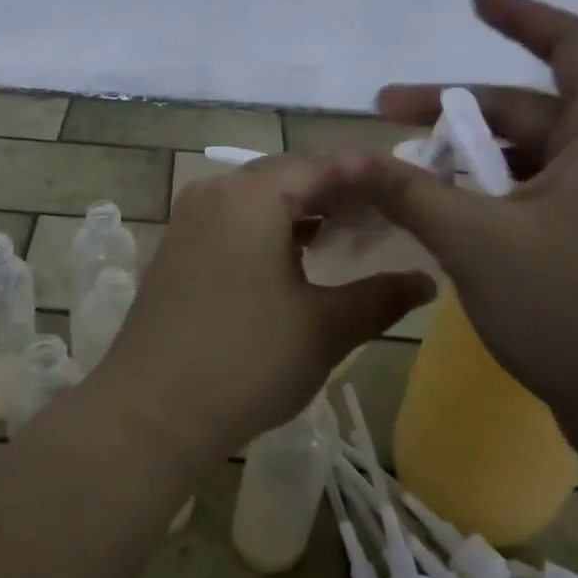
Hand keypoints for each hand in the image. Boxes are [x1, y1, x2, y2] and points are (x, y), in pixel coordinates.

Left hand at [90, 156, 434, 471]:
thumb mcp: (325, 328)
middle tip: (383, 216)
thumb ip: (381, 297)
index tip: (405, 191)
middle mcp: (214, 192)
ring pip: (257, 200)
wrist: (151, 410)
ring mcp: (188, 220)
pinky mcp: (177, 248)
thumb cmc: (247, 361)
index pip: (320, 167)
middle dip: (335, 193)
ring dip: (302, 212)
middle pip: (286, 177)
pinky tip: (297, 259)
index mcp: (250, 195)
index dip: (365, 178)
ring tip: (349, 237)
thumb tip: (426, 281)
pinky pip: (232, 222)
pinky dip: (269, 230)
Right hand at [349, 0, 577, 422]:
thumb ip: (408, 192)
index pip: (575, 48)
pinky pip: (542, 198)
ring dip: (470, 157)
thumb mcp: (478, 242)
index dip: (523, 16)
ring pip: (532, 159)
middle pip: (533, 110)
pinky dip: (493, 194)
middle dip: (456, 108)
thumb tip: (344, 158)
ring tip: (407, 172)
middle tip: (387, 114)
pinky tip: (449, 215)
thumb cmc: (576, 311)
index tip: (475, 0)